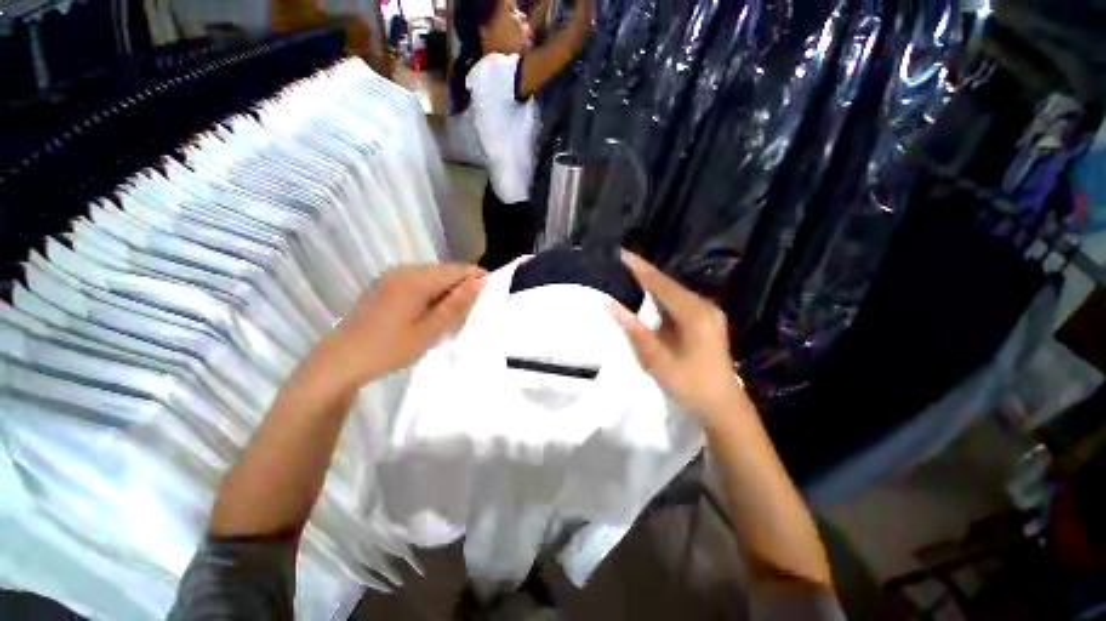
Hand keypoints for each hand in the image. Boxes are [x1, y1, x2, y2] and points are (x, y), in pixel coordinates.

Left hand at [328, 263, 484, 385]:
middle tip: (470, 311)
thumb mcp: (430, 330)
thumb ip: (456, 304)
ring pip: (432, 276)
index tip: (490, 294)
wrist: (342, 360)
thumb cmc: (390, 348)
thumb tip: (479, 282)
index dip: (476, 278)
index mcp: (416, 279)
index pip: (457, 269)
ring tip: (452, 315)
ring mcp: (392, 276)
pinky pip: (417, 281)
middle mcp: (404, 270)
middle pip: (444, 270)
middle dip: (461, 286)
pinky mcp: (385, 285)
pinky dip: (431, 293)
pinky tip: (430, 312)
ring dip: (446, 291)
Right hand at [611, 251, 746, 424]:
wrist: (722, 406)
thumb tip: (613, 305)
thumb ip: (635, 331)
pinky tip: (648, 297)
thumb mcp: (657, 360)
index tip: (622, 253)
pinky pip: (679, 303)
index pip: (661, 284)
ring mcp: (708, 314)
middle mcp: (703, 307)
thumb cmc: (689, 384)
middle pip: (669, 285)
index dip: (640, 269)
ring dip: (653, 285)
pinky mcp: (706, 321)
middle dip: (645, 274)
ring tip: (629, 275)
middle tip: (621, 263)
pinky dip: (661, 298)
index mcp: (694, 314)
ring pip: (674, 293)